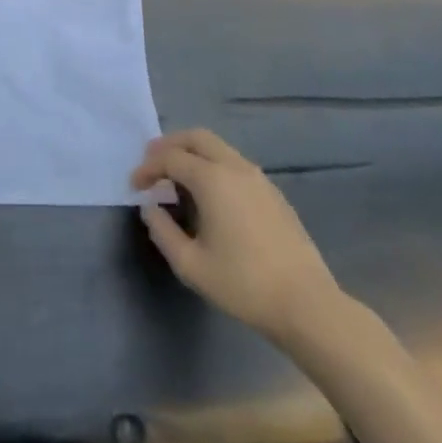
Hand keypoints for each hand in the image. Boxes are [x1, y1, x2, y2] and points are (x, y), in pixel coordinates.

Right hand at [131, 128, 341, 343]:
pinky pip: (234, 164)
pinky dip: (213, 165)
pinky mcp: (273, 193)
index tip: (134, 185)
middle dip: (170, 145)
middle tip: (152, 162)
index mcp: (212, 179)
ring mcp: (258, 178)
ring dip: (193, 153)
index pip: (170, 158)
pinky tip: (210, 194)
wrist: (307, 305)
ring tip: (177, 177)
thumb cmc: (243, 284)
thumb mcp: (191, 265)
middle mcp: (234, 167)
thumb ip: (163, 232)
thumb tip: (151, 207)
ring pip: (218, 148)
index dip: (148, 168)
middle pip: (196, 137)